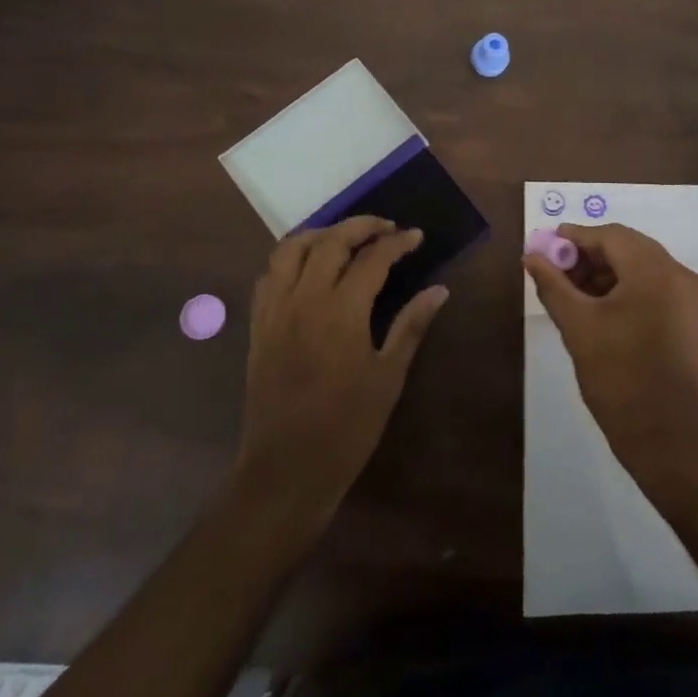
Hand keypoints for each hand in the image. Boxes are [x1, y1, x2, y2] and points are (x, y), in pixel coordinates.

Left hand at [236, 217, 449, 528]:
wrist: (286, 470)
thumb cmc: (347, 427)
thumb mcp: (388, 376)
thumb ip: (411, 325)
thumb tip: (439, 290)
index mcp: (341, 311)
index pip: (372, 258)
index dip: (397, 243)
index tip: (416, 236)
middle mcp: (304, 299)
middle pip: (330, 241)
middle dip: (360, 226)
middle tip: (386, 228)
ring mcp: (276, 310)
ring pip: (291, 249)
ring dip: (320, 233)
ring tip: (344, 238)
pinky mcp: (258, 325)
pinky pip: (270, 274)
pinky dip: (291, 258)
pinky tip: (308, 267)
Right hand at [525, 223, 697, 480]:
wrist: (667, 438)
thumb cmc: (619, 377)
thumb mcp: (577, 326)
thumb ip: (552, 284)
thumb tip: (531, 256)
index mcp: (655, 270)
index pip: (610, 236)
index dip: (574, 237)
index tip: (545, 246)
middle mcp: (678, 274)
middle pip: (627, 247)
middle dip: (588, 255)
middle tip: (555, 270)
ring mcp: (689, 297)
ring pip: (640, 266)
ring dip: (605, 272)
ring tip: (570, 291)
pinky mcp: (689, 318)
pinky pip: (652, 286)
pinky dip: (624, 287)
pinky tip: (597, 305)